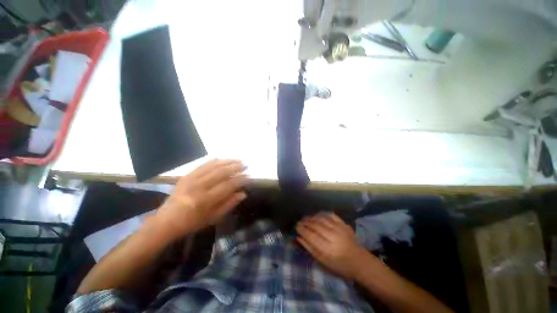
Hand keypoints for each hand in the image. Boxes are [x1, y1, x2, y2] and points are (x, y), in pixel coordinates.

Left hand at [154, 159, 247, 239]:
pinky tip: (223, 159)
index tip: (248, 176)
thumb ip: (229, 204)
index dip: (240, 180)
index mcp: (206, 200)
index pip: (228, 185)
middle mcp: (199, 186)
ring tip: (238, 160)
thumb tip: (243, 193)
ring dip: (228, 162)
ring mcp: (191, 179)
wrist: (166, 221)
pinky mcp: (186, 175)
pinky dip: (215, 161)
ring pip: (213, 166)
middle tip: (246, 165)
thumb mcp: (213, 218)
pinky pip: (203, 165)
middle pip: (221, 172)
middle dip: (236, 167)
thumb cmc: (192, 223)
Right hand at [296, 213, 364, 279]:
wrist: (359, 261)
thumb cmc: (339, 265)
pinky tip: (317, 215)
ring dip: (312, 217)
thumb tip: (298, 237)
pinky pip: (331, 215)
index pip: (311, 236)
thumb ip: (310, 249)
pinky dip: (323, 214)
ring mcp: (340, 229)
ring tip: (306, 218)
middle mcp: (334, 237)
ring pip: (322, 219)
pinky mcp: (344, 224)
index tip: (296, 226)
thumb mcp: (323, 262)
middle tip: (300, 221)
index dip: (302, 229)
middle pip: (316, 226)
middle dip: (306, 222)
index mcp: (328, 249)